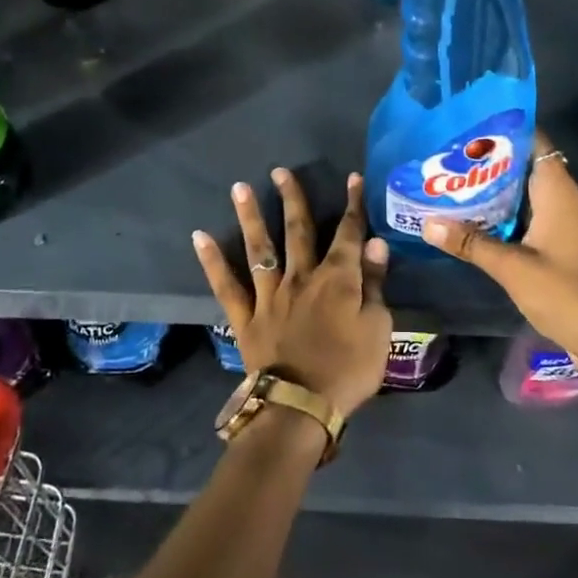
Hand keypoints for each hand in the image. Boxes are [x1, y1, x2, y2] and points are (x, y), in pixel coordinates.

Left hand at [193, 169, 392, 421]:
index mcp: (338, 280)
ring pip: (260, 248)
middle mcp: (301, 278)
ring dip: (251, 216)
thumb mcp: (378, 328)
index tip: (353, 178)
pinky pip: (226, 285)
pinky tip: (200, 237)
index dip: (353, 205)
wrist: (301, 406)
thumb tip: (374, 244)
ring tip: (240, 187)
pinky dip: (212, 261)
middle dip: (292, 199)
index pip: (349, 234)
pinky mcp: (246, 317)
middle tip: (280, 170)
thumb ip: (374, 284)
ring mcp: (270, 296)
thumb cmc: (348, 370)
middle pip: (298, 231)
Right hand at [422, 131, 577, 372]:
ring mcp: (563, 223)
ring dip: (493, 190)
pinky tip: (473, 221)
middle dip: (488, 162)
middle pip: (524, 167)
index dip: (502, 131)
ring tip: (451, 184)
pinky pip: (527, 216)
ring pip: (524, 194)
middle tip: (446, 158)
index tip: (465, 128)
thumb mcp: (513, 268)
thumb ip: (471, 243)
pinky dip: (503, 214)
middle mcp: (563, 199)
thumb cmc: (567, 294)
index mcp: (557, 192)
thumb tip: (428, 223)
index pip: (533, 142)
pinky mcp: (560, 244)